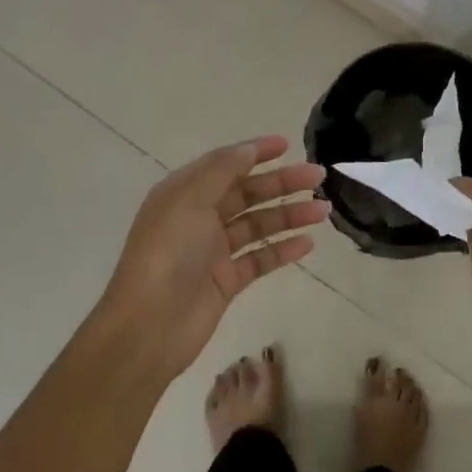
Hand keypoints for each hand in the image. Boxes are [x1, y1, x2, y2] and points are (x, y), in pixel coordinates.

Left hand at [99, 135, 326, 379]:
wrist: (148, 326)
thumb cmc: (167, 253)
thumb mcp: (190, 199)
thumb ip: (222, 170)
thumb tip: (249, 149)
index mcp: (184, 193)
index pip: (225, 164)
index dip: (255, 152)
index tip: (287, 145)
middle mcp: (198, 218)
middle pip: (248, 193)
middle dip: (282, 183)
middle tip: (318, 176)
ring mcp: (213, 251)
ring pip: (258, 225)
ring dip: (289, 215)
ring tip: (323, 211)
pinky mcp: (226, 281)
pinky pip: (259, 259)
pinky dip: (282, 250)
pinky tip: (307, 243)